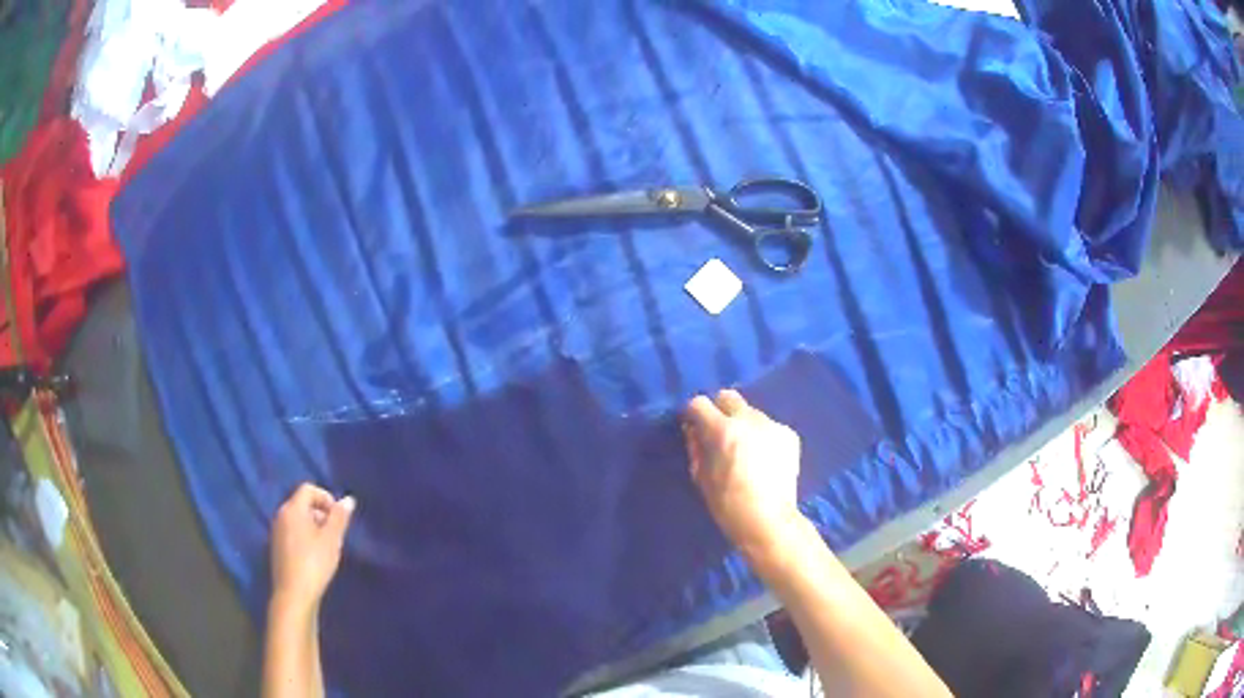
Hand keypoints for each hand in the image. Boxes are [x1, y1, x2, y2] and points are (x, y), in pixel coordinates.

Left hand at [270, 483, 355, 612]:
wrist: (294, 594)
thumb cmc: (314, 563)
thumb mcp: (332, 540)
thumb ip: (339, 518)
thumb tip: (348, 500)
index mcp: (292, 509)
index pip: (308, 489)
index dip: (326, 498)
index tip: (339, 517)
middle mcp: (281, 515)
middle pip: (302, 504)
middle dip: (321, 514)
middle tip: (336, 534)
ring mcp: (277, 532)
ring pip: (298, 520)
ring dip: (314, 527)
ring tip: (328, 547)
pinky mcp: (277, 548)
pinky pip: (293, 533)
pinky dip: (306, 537)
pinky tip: (315, 557)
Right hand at [683, 390, 802, 559]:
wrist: (768, 520)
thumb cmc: (727, 504)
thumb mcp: (701, 477)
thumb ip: (696, 447)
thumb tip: (693, 430)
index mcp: (723, 430)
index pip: (699, 403)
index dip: (693, 414)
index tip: (692, 426)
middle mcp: (749, 419)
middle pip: (728, 397)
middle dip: (719, 410)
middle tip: (718, 432)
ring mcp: (773, 425)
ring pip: (751, 412)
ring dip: (743, 424)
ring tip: (745, 449)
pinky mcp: (790, 435)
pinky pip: (769, 427)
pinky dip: (763, 436)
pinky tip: (764, 458)